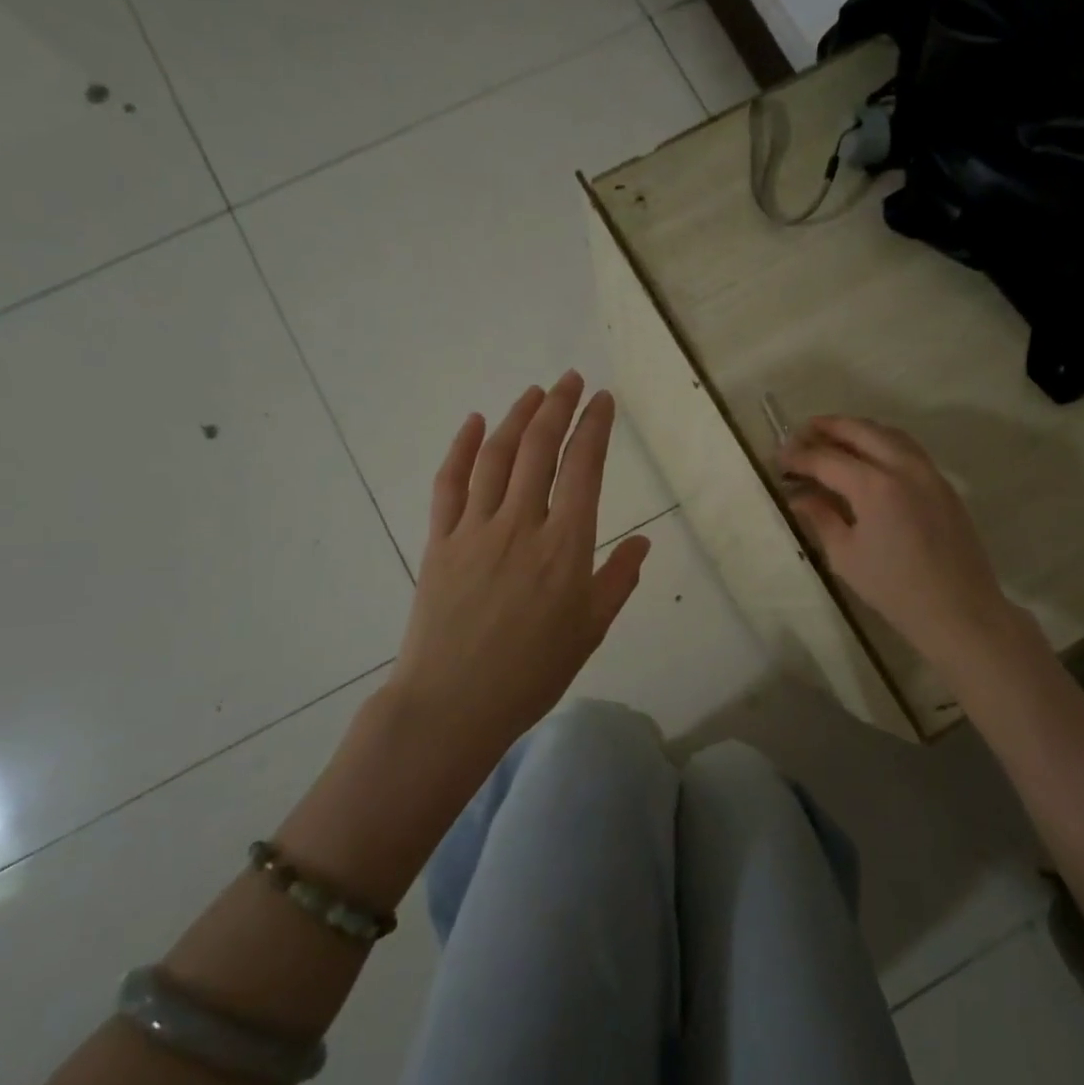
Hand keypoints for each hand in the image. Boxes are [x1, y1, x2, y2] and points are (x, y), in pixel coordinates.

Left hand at [386, 372, 649, 759]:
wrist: (453, 704)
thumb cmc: (532, 673)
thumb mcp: (590, 631)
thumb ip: (618, 581)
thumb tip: (643, 542)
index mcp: (566, 546)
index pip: (584, 469)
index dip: (595, 427)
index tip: (603, 400)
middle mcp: (522, 524)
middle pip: (540, 449)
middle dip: (559, 407)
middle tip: (571, 380)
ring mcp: (475, 529)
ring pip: (497, 457)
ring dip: (517, 417)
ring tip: (534, 392)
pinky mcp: (440, 541)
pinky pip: (450, 484)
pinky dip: (461, 448)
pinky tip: (473, 422)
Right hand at [778, 415, 1039, 677]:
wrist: (958, 610)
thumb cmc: (894, 589)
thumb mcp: (845, 556)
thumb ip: (821, 517)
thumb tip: (799, 495)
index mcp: (874, 486)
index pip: (826, 458)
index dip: (799, 456)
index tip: (779, 458)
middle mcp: (902, 467)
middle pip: (860, 431)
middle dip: (827, 427)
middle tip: (801, 433)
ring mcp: (928, 472)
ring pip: (888, 433)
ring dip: (856, 429)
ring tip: (832, 437)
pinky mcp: (942, 483)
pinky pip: (907, 448)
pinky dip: (882, 441)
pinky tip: (869, 456)